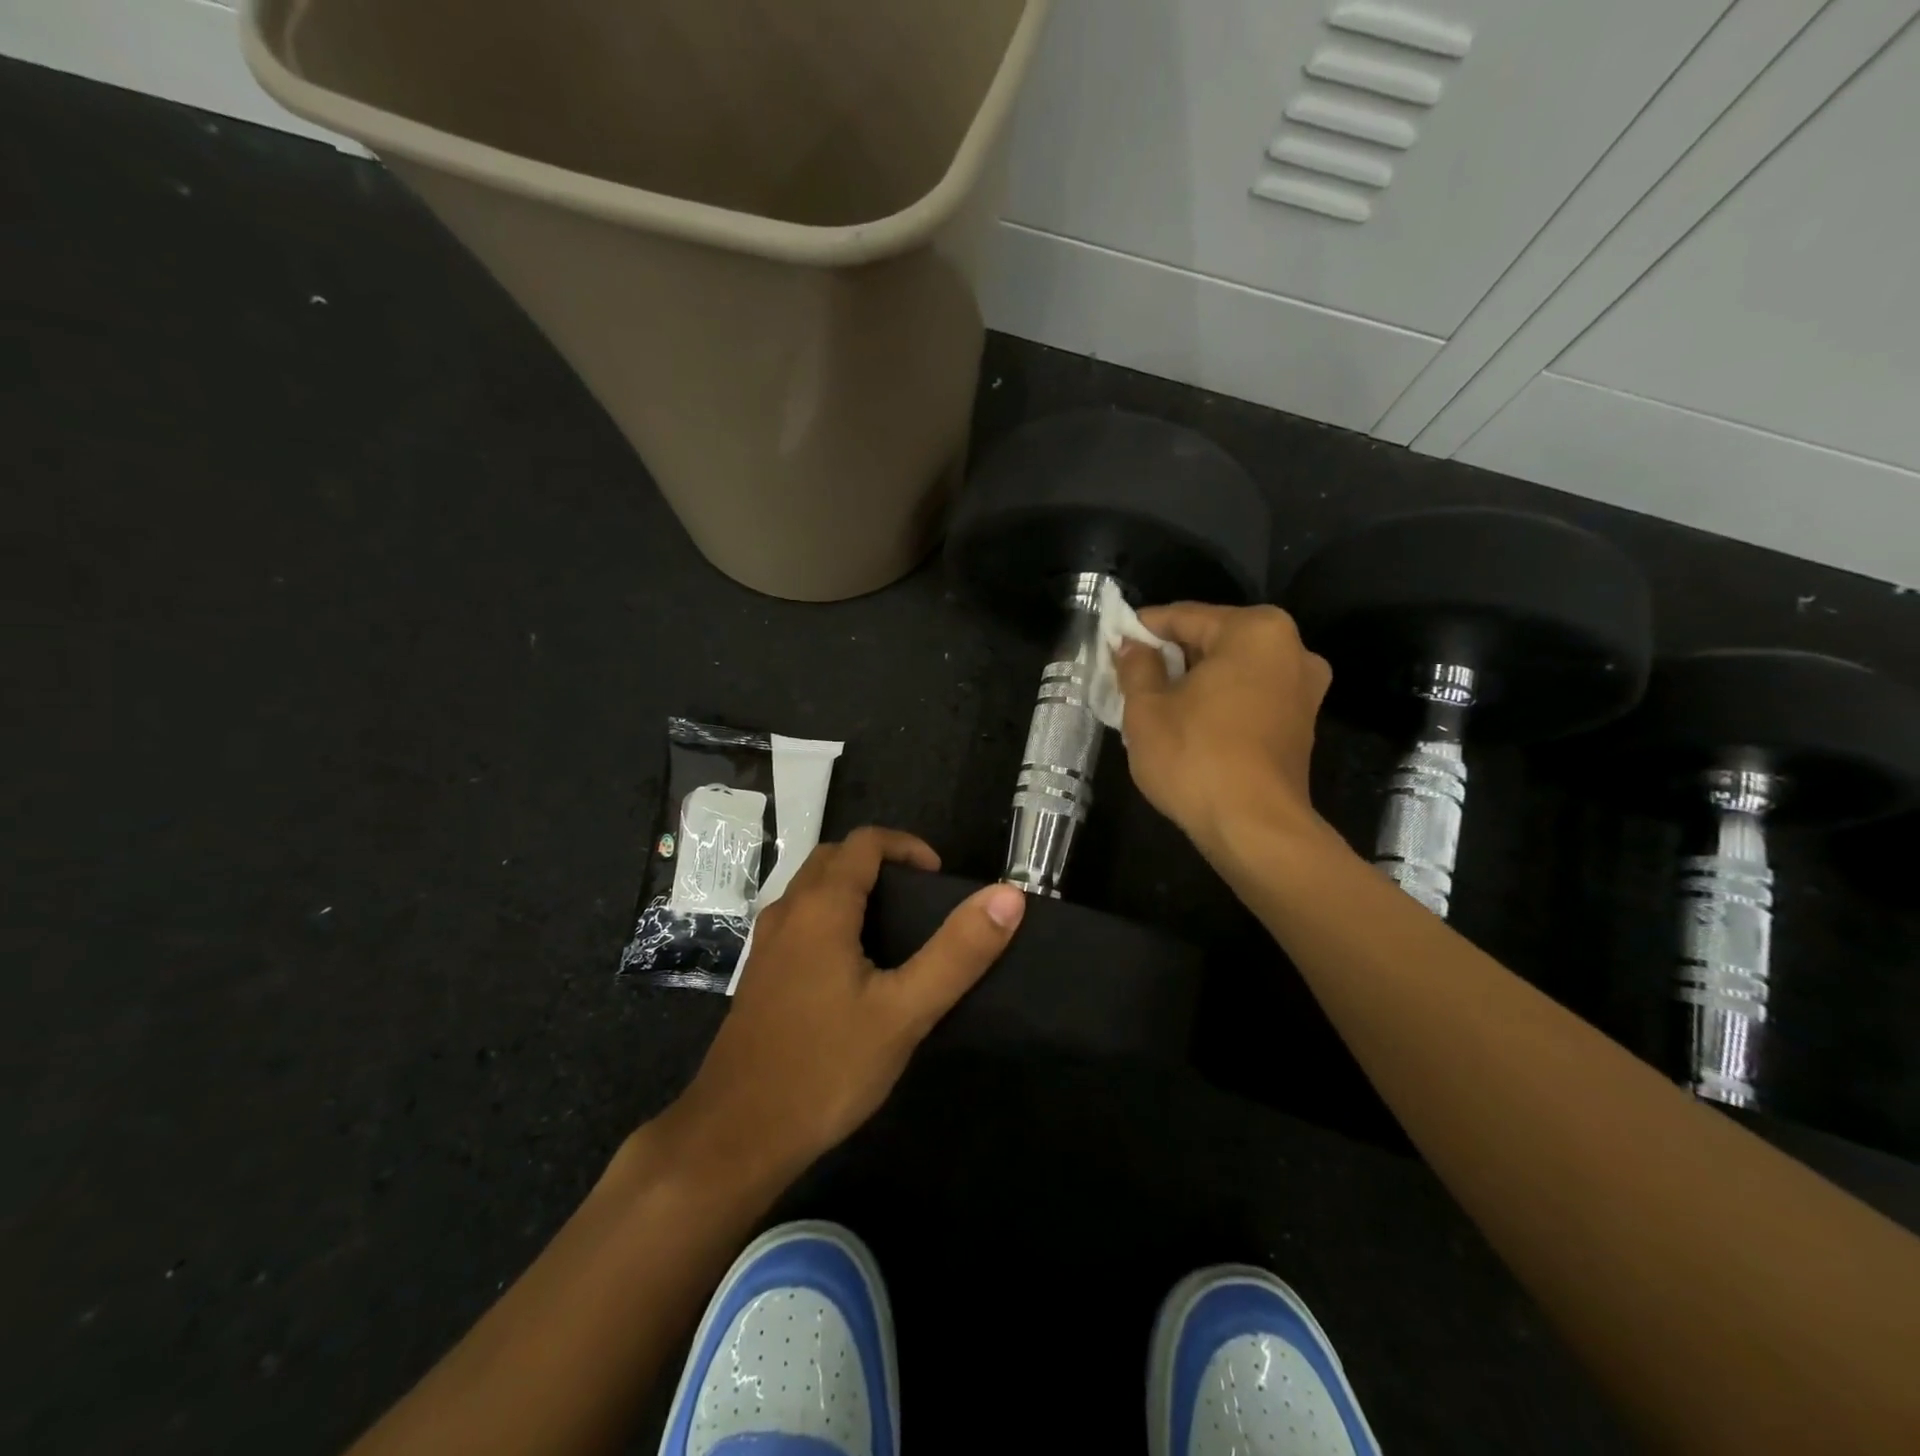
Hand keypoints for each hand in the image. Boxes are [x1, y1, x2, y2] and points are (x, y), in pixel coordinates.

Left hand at [656, 828, 1025, 1187]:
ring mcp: (767, 945)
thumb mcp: (904, 1012)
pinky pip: (800, 920)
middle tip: (921, 899)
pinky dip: (832, 916)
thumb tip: (1008, 896)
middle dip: (880, 862)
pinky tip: (854, 967)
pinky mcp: (760, 976)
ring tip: (895, 928)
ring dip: (853, 887)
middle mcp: (788, 912)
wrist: (736, 1136)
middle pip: (834, 858)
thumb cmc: (825, 1067)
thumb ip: (958, 952)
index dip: (907, 847)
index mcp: (821, 907)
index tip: (939, 879)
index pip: (865, 843)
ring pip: (812, 889)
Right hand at [1115, 603, 1331, 855]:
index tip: (1113, 642)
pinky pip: (1250, 696)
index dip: (1143, 629)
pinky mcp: (1301, 724)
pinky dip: (1219, 701)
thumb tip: (1132, 646)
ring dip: (1195, 681)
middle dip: (1171, 656)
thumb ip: (1137, 666)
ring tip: (1155, 701)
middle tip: (1131, 675)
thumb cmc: (1196, 757)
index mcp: (1255, 631)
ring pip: (1233, 670)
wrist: (1255, 829)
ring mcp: (1303, 688)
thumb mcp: (1147, 708)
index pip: (1185, 617)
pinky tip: (1189, 723)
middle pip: (1214, 640)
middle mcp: (1291, 649)